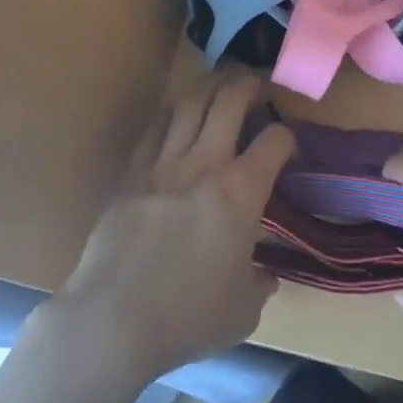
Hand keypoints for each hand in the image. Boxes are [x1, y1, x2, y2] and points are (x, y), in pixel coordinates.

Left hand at [42, 77, 293, 383]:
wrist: (114, 319)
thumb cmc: (187, 317)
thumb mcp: (242, 311)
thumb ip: (259, 285)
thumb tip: (265, 277)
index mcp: (241, 192)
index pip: (274, 141)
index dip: (288, 137)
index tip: (287, 147)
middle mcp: (204, 164)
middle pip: (229, 101)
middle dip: (248, 85)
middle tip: (256, 84)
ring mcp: (163, 164)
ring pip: (189, 104)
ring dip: (209, 86)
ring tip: (219, 83)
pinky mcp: (131, 173)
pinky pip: (155, 129)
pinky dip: (171, 113)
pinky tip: (177, 113)